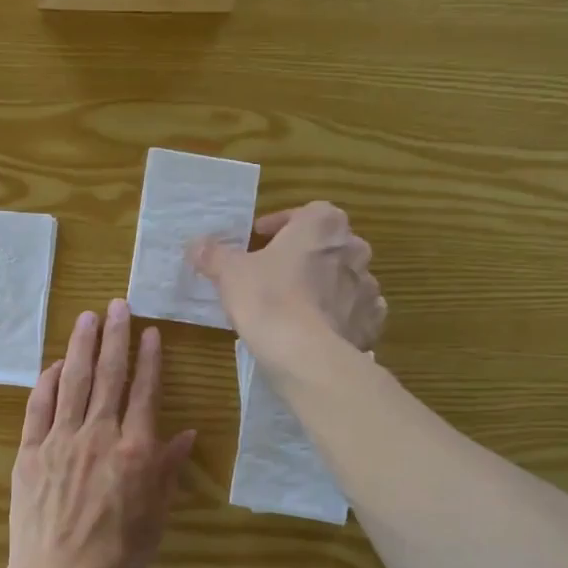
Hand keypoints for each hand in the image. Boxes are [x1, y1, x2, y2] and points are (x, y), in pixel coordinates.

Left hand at [0, 299, 196, 567]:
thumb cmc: (117, 557)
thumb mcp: (156, 517)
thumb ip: (167, 470)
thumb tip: (184, 432)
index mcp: (134, 451)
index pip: (145, 392)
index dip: (149, 359)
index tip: (150, 331)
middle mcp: (98, 436)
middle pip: (109, 376)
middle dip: (114, 337)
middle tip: (117, 305)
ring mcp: (59, 441)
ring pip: (73, 382)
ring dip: (81, 347)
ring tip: (86, 317)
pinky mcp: (29, 452)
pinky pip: (38, 408)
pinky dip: (46, 383)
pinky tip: (53, 365)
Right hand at [190, 201, 384, 366]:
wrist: (306, 355)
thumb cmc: (268, 299)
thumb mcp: (229, 273)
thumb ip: (213, 254)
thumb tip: (196, 245)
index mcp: (323, 225)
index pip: (304, 213)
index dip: (279, 226)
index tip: (259, 240)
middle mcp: (354, 249)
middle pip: (327, 245)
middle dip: (304, 255)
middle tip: (275, 273)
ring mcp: (368, 287)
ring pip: (344, 279)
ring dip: (324, 285)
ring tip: (296, 305)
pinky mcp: (372, 322)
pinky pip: (356, 312)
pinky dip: (340, 315)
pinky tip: (319, 328)